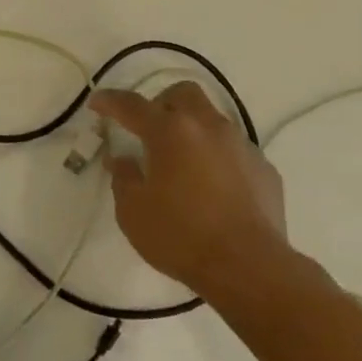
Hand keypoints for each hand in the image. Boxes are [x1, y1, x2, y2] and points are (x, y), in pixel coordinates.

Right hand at [90, 81, 289, 295]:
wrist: (249, 267)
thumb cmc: (181, 236)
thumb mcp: (133, 211)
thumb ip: (123, 178)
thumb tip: (121, 159)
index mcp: (170, 132)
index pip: (132, 105)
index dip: (110, 101)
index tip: (96, 103)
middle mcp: (208, 127)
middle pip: (183, 93)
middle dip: (161, 103)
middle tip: (148, 129)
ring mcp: (241, 145)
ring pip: (212, 119)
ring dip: (192, 130)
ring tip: (182, 162)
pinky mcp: (264, 168)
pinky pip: (235, 150)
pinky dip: (217, 157)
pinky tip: (213, 187)